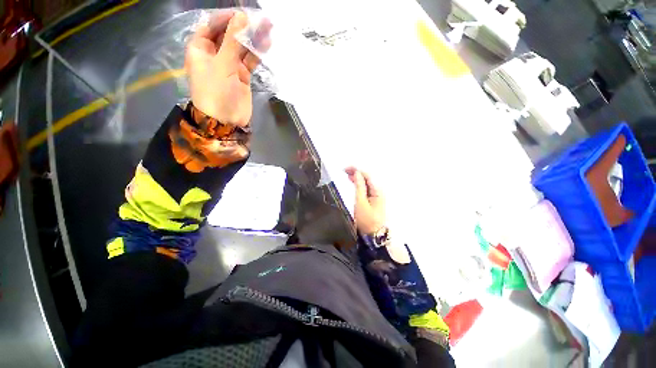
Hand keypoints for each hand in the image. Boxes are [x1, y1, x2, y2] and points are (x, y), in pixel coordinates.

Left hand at [185, 11, 271, 126]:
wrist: (225, 121)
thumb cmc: (216, 92)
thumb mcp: (222, 64)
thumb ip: (232, 41)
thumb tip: (242, 17)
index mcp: (200, 48)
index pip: (212, 26)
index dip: (226, 18)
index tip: (243, 14)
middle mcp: (214, 54)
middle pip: (229, 35)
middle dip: (243, 27)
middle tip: (261, 20)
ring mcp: (229, 65)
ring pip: (241, 47)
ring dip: (253, 39)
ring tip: (268, 28)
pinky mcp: (242, 75)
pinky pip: (249, 60)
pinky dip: (257, 53)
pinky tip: (266, 44)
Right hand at [345, 167, 385, 234]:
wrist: (373, 236)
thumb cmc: (366, 220)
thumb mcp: (361, 202)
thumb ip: (359, 187)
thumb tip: (357, 173)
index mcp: (377, 191)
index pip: (367, 175)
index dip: (357, 170)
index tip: (346, 168)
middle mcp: (378, 191)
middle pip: (367, 178)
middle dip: (357, 172)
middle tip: (344, 170)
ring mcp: (376, 196)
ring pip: (366, 183)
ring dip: (357, 178)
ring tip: (347, 174)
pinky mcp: (373, 200)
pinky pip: (366, 188)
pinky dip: (359, 184)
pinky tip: (354, 182)